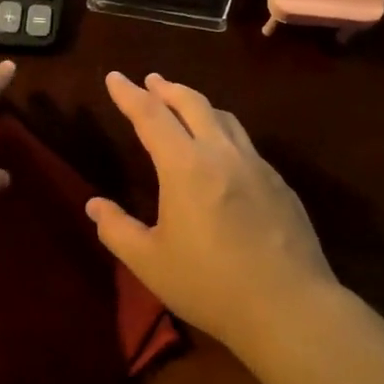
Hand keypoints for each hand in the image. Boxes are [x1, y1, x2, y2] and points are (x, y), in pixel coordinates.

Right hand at [87, 71, 338, 352]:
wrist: (289, 307)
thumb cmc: (210, 285)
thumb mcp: (150, 263)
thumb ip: (117, 229)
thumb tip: (94, 205)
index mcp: (185, 167)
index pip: (150, 115)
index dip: (128, 94)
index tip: (114, 77)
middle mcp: (222, 153)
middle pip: (192, 103)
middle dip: (167, 88)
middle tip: (151, 81)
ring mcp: (256, 165)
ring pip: (224, 118)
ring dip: (198, 104)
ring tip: (184, 106)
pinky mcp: (279, 183)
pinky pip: (245, 143)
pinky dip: (224, 132)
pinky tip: (222, 152)